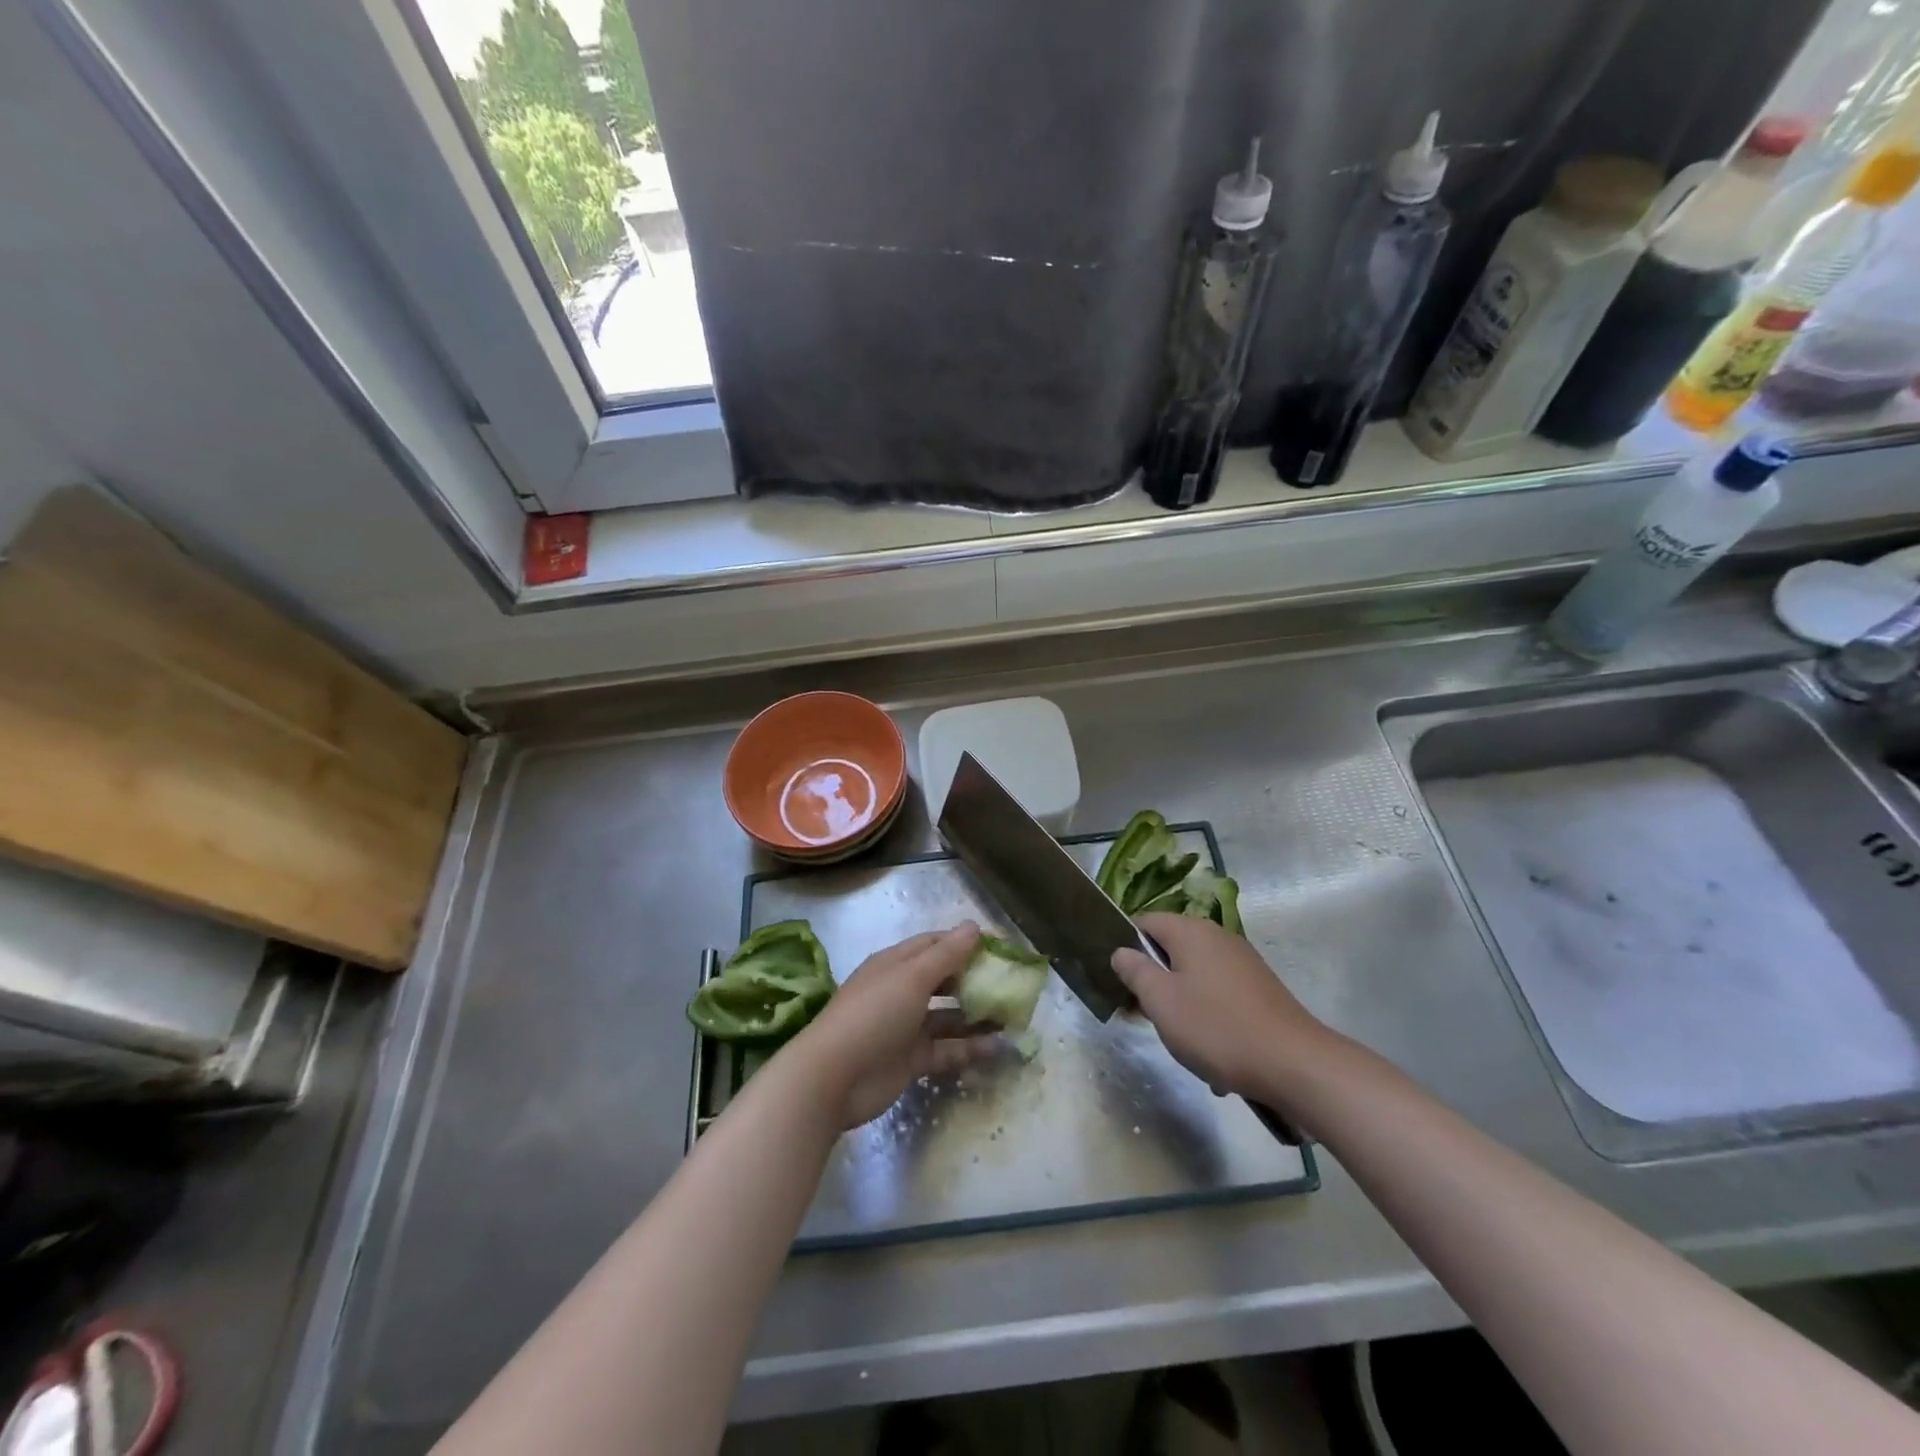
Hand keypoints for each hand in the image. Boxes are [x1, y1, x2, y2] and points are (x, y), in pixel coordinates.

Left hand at [788, 923, 997, 1128]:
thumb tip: (974, 926)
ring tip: (1014, 1016)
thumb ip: (946, 954)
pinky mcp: (911, 1059)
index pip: (935, 944)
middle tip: (1010, 984)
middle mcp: (901, 991)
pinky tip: (999, 1047)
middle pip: (944, 979)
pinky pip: (947, 1048)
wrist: (834, 1078)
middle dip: (975, 979)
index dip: (966, 943)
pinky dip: (971, 1047)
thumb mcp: (912, 977)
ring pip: (948, 1016)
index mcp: (896, 964)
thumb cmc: (874, 1014)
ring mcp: (906, 1027)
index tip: (1001, 948)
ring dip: (977, 1015)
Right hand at [1112, 913, 1335, 1103]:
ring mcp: (1242, 961)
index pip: (1144, 922)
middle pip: (1170, 947)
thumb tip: (1121, 951)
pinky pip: (1219, 992)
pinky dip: (1208, 1013)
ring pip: (1194, 973)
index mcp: (1190, 931)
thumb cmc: (1217, 1028)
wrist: (1295, 1064)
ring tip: (1178, 1037)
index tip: (1117, 979)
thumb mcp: (1161, 1001)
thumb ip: (1135, 971)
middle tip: (1142, 1013)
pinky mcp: (1259, 987)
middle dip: (1153, 978)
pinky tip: (1212, 1048)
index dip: (1125, 946)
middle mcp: (1217, 936)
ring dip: (1180, 1000)